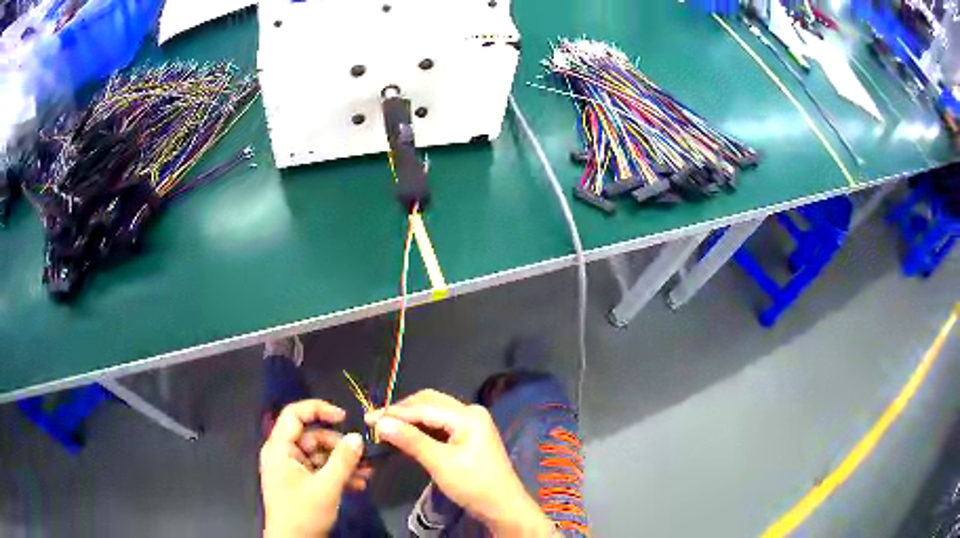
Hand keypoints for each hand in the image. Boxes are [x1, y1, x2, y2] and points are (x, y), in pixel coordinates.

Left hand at [260, 400, 367, 537]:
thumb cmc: (303, 513)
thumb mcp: (326, 487)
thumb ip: (343, 461)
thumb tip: (358, 437)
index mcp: (279, 448)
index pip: (294, 414)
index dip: (318, 410)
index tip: (344, 417)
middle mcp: (283, 454)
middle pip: (312, 437)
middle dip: (339, 445)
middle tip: (363, 456)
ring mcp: (292, 469)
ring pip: (320, 455)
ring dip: (343, 462)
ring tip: (367, 473)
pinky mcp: (301, 482)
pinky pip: (320, 469)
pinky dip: (338, 474)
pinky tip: (358, 483)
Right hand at [366, 390, 554, 535]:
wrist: (502, 507)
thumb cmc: (473, 484)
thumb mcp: (440, 463)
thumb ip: (411, 440)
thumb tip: (380, 422)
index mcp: (467, 415)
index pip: (423, 407)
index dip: (394, 412)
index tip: (368, 418)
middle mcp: (469, 412)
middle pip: (429, 403)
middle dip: (401, 411)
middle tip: (375, 421)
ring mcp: (470, 424)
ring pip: (433, 413)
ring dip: (410, 419)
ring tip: (385, 427)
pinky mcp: (467, 436)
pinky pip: (439, 425)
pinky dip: (420, 429)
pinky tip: (404, 435)